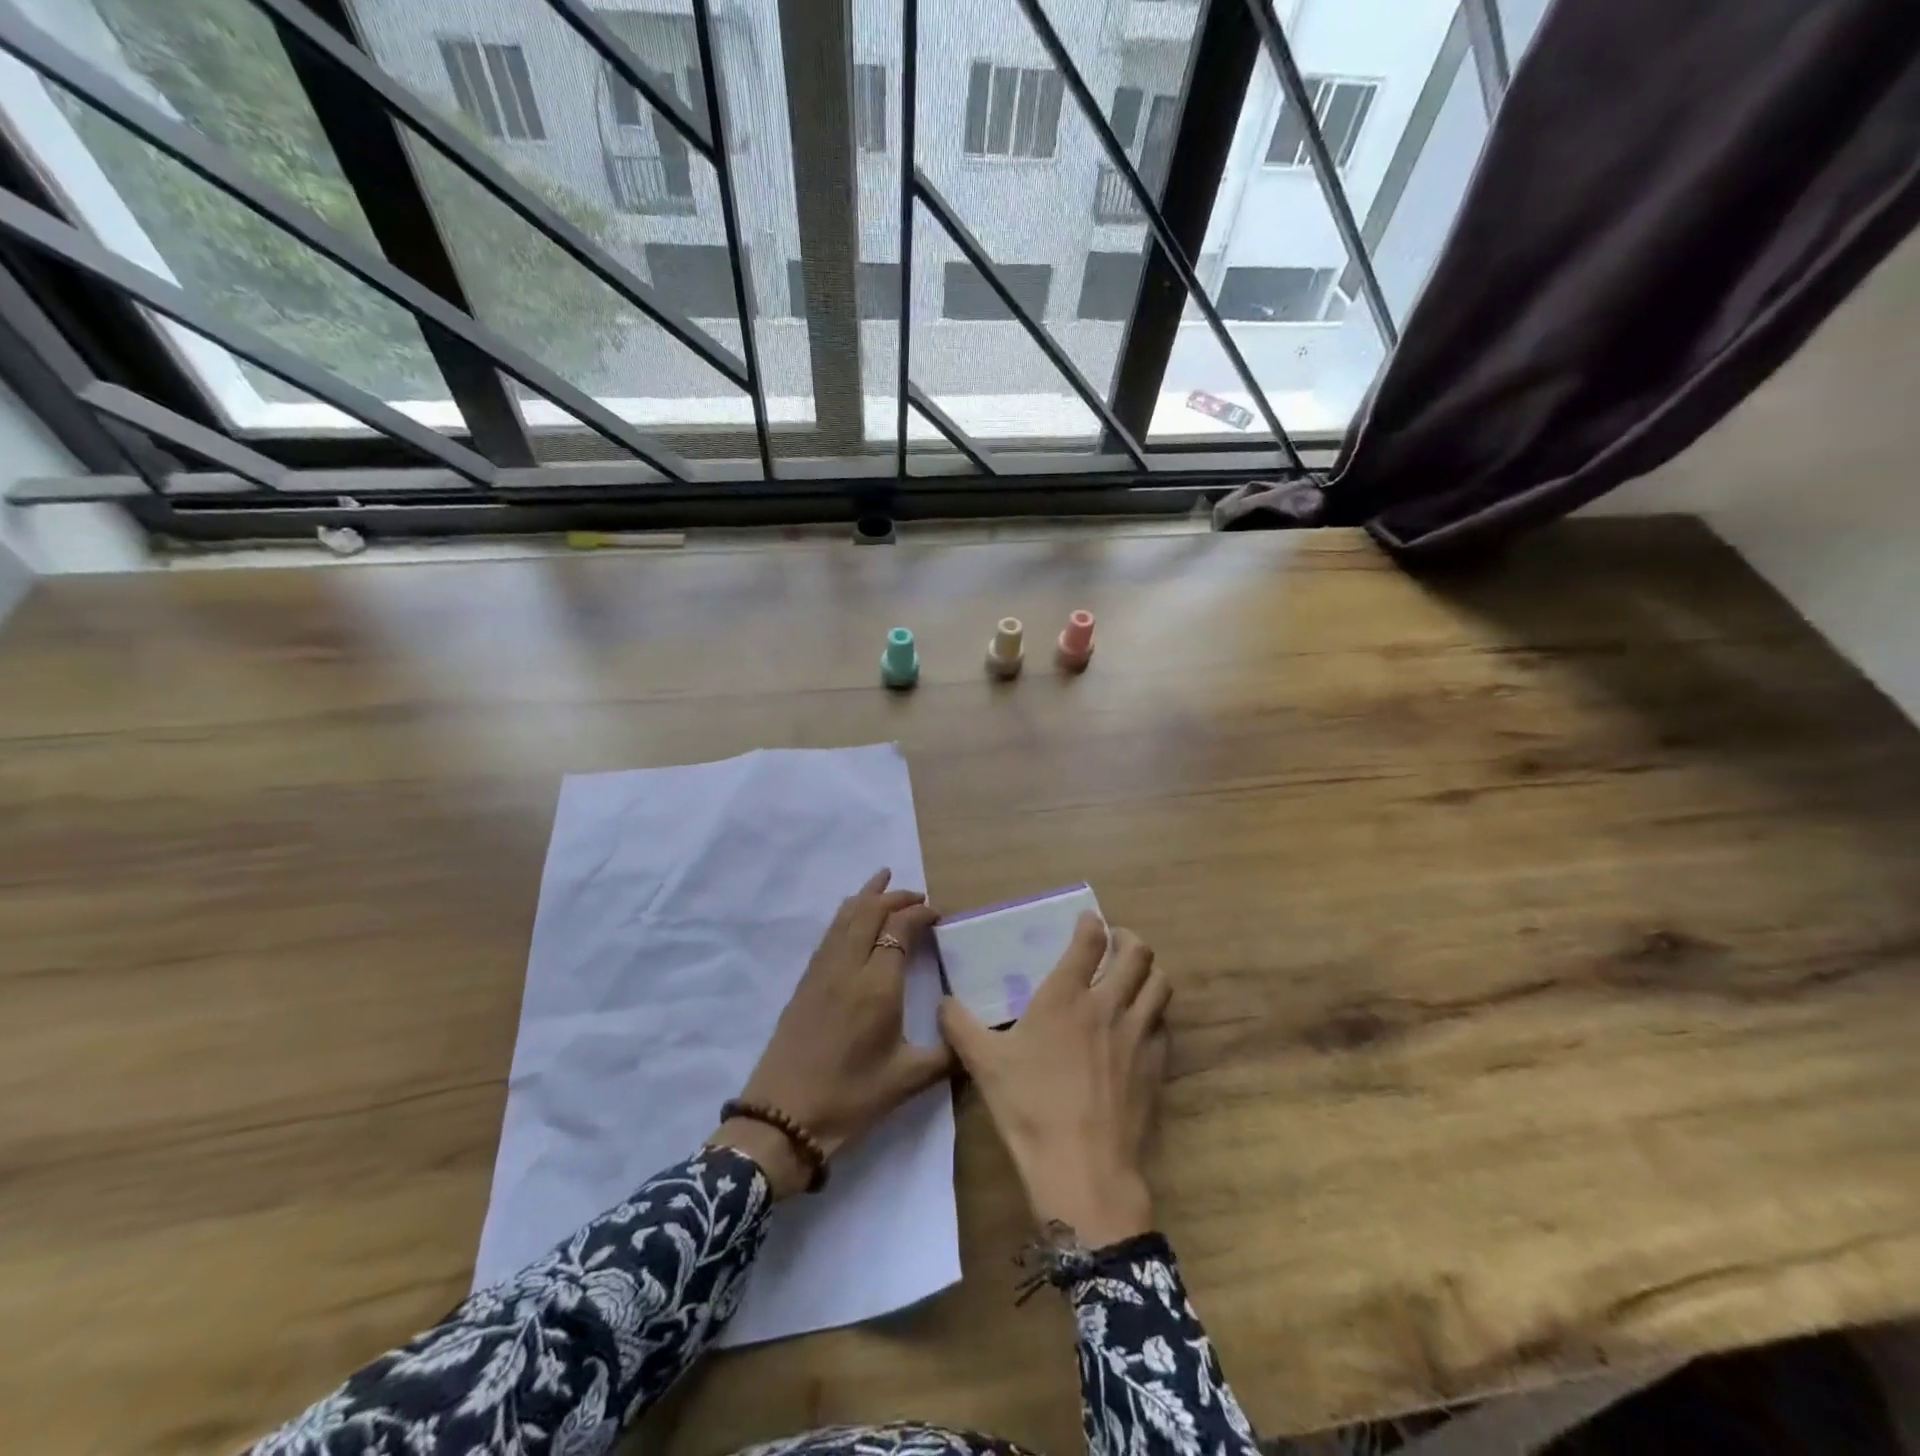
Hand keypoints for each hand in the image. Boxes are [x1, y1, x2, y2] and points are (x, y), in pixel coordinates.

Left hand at [711, 870, 952, 1198]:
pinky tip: (853, 917)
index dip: (920, 914)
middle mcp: (848, 967)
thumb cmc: (850, 1098)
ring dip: (867, 896)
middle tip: (918, 897)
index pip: (899, 929)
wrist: (782, 1119)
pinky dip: (847, 914)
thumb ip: (947, 1054)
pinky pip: (830, 932)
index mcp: (877, 985)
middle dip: (895, 897)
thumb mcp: (908, 1080)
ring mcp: (821, 971)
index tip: (938, 915)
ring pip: (845, 916)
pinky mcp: (805, 981)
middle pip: (869, 911)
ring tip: (883, 881)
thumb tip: (975, 1039)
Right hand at [939, 914, 1170, 1247]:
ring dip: (1148, 972)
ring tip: (1134, 976)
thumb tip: (942, 1002)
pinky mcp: (1157, 1065)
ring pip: (1160, 984)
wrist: (1083, 1168)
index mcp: (1066, 996)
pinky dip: (1155, 1013)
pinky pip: (1164, 1024)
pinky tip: (1141, 1025)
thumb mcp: (983, 1063)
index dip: (1092, 923)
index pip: (1090, 940)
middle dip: (1129, 939)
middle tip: (1116, 943)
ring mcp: (1138, 1035)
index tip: (1089, 919)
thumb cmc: (1029, 1107)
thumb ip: (959, 1025)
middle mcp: (1109, 1005)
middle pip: (1138, 953)